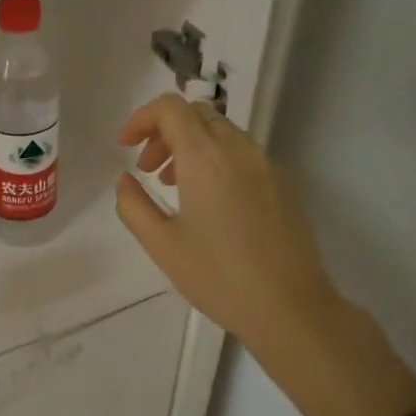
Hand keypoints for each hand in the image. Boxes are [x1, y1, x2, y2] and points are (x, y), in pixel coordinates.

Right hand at [114, 95, 337, 373]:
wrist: (290, 308)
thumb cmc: (219, 277)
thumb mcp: (162, 245)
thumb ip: (133, 205)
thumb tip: (125, 180)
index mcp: (206, 158)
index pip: (170, 108)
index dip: (141, 118)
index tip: (125, 146)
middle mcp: (239, 150)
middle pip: (196, 114)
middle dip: (164, 131)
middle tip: (146, 168)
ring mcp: (266, 165)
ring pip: (221, 132)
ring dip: (190, 145)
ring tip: (173, 185)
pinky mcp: (282, 183)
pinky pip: (242, 153)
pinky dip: (215, 159)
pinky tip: (208, 201)